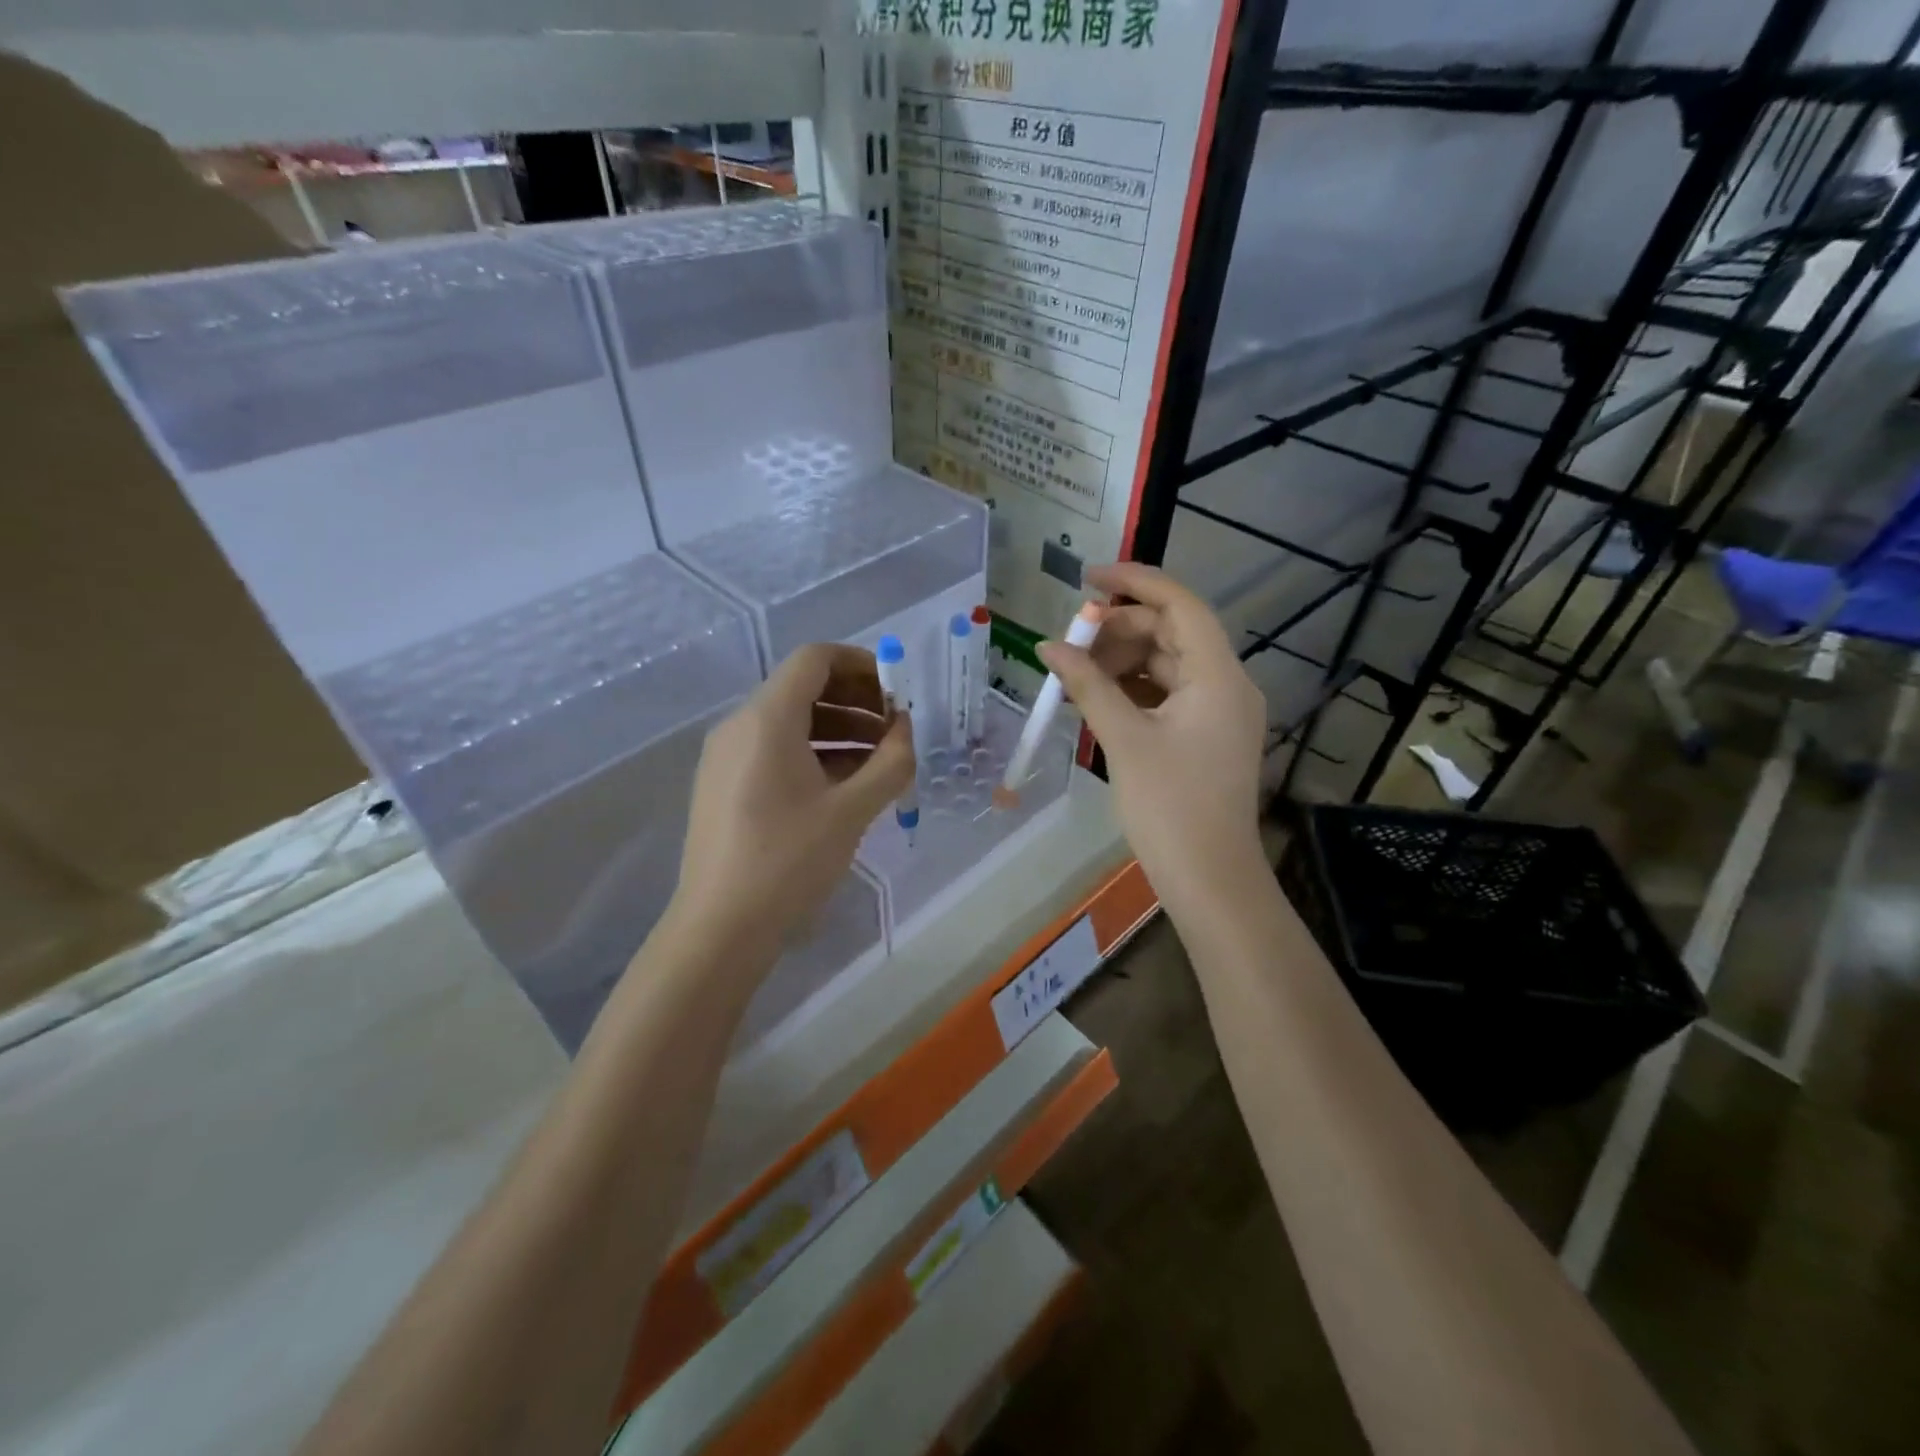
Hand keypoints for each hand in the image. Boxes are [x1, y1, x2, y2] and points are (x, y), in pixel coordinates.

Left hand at [668, 643, 913, 967]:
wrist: (720, 928)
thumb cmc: (789, 861)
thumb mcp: (852, 810)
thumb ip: (890, 762)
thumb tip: (906, 730)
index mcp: (767, 718)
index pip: (815, 659)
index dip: (862, 665)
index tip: (897, 693)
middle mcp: (740, 725)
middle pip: (803, 687)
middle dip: (856, 701)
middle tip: (896, 729)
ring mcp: (726, 756)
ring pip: (790, 721)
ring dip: (839, 729)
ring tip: (880, 760)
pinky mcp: (724, 784)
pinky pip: (774, 749)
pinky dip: (814, 752)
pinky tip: (846, 785)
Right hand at [1038, 563, 1267, 908]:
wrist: (1210, 880)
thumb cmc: (1169, 807)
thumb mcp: (1123, 740)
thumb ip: (1087, 685)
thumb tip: (1048, 646)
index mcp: (1218, 676)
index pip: (1181, 605)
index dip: (1135, 583)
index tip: (1087, 579)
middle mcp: (1227, 684)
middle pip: (1171, 634)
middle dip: (1119, 631)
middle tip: (1069, 642)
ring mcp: (1219, 712)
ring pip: (1167, 665)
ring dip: (1121, 662)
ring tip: (1074, 675)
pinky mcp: (1207, 736)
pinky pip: (1168, 695)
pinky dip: (1133, 690)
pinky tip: (1096, 700)